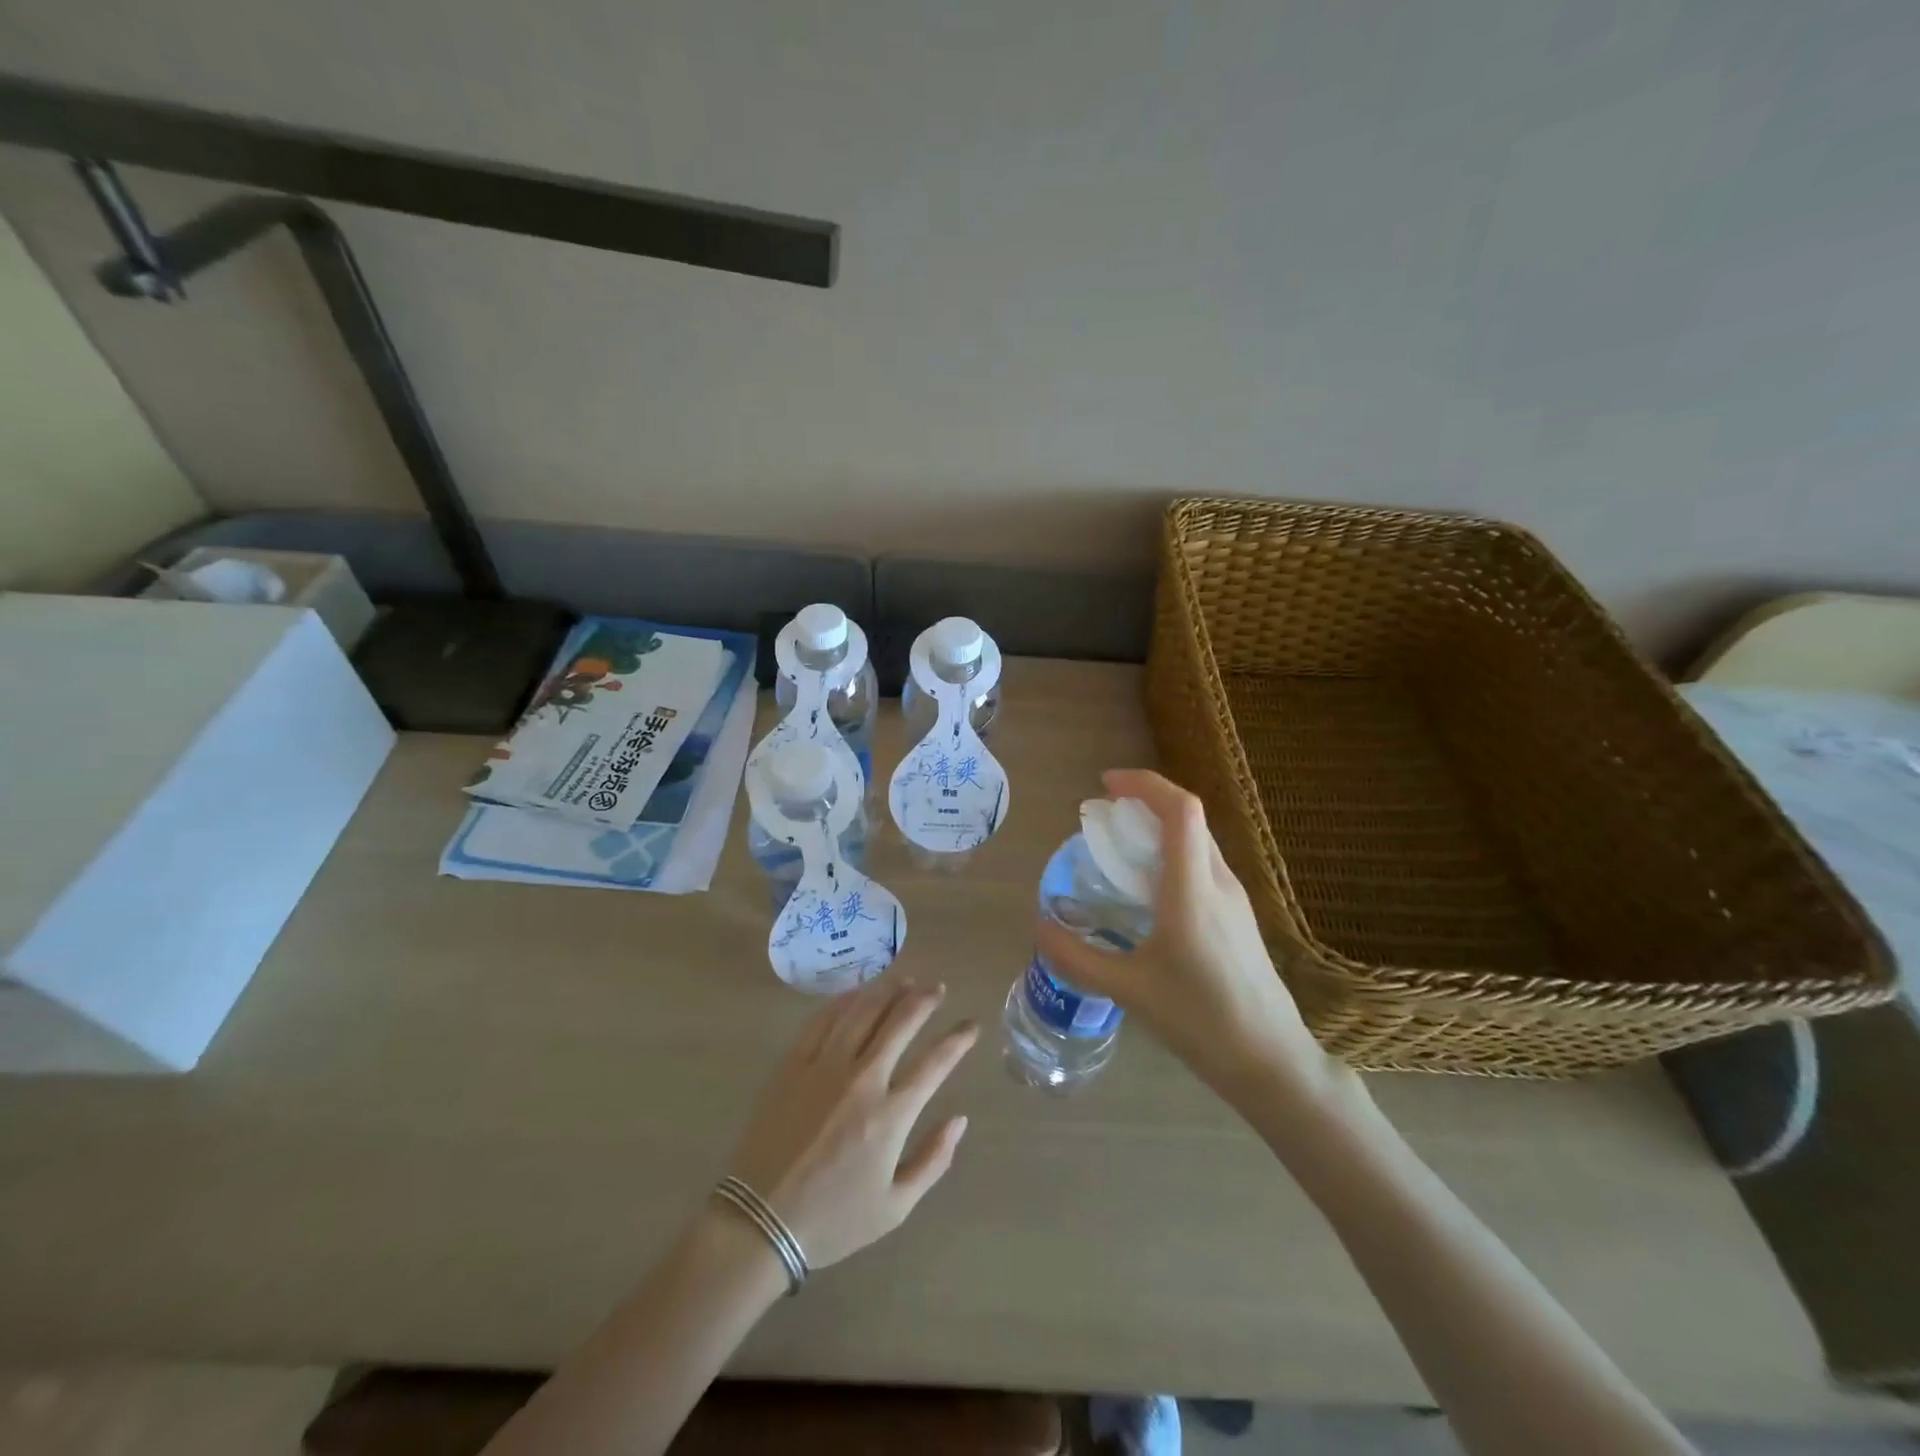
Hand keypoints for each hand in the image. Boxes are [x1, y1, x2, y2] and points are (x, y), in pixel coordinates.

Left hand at [726, 977, 976, 1270]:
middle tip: (937, 988)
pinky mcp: (793, 1063)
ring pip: (862, 1011)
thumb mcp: (895, 1207)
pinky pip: (823, 1020)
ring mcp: (824, 1066)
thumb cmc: (832, 1219)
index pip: (935, 1062)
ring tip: (905, 980)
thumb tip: (960, 1119)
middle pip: (900, 1022)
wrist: (759, 1221)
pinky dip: (845, 1001)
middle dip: (924, 1000)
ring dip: (888, 991)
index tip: (971, 1025)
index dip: (958, 1039)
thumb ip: (933, 1160)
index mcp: (890, 1114)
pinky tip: (857, 994)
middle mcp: (862, 1079)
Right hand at [1035, 769, 1336, 1103]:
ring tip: (1119, 851)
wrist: (1270, 1062)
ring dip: (1160, 830)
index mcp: (1193, 889)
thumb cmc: (1200, 1020)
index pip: (1180, 809)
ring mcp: (1235, 900)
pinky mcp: (1240, 919)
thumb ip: (1078, 956)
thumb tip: (1039, 927)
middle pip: (1189, 818)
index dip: (1144, 784)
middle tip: (1103, 818)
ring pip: (1198, 842)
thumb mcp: (1128, 989)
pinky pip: (1204, 867)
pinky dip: (1173, 857)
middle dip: (1145, 803)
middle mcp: (1220, 882)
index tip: (1106, 785)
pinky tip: (1149, 893)